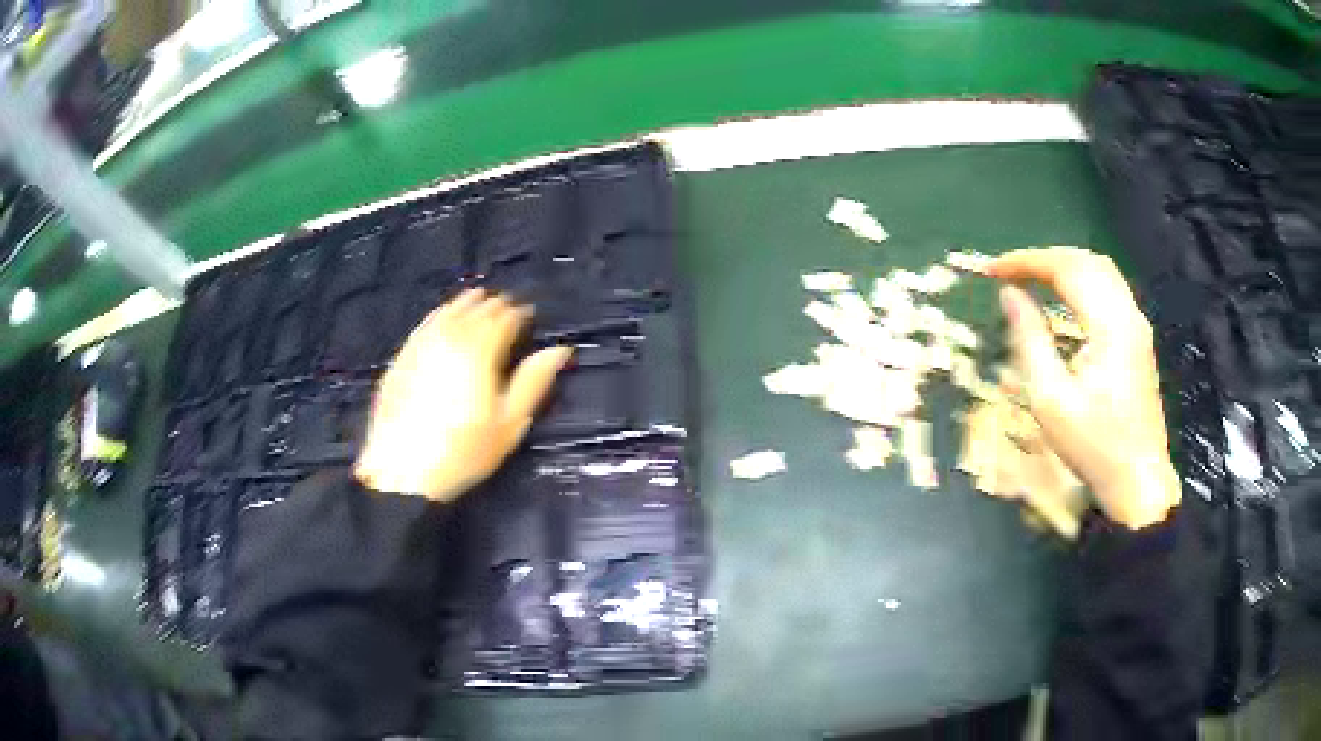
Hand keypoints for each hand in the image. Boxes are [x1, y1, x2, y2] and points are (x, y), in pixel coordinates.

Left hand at [354, 289, 572, 501]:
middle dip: (494, 305)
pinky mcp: (402, 358)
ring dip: (465, 303)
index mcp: (480, 351)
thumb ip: (533, 381)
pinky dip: (439, 314)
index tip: (529, 314)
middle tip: (507, 306)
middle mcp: (450, 338)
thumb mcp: (509, 422)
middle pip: (475, 311)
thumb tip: (560, 350)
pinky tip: (442, 317)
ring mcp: (421, 345)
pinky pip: (424, 325)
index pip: (503, 319)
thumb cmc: (464, 450)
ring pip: (447, 313)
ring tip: (477, 298)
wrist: (403, 470)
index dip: (519, 313)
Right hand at [987, 248, 1179, 529]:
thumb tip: (1010, 295)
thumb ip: (1030, 339)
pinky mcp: (1138, 340)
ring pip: (1101, 272)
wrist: (1138, 482)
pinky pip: (1109, 291)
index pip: (1067, 268)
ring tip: (1032, 279)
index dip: (1026, 262)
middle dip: (1045, 258)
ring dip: (1065, 267)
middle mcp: (1128, 315)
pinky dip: (1081, 283)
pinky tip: (1064, 300)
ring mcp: (1137, 327)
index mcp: (1110, 325)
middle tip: (1010, 272)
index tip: (992, 271)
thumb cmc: (1093, 446)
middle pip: (1087, 261)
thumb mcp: (1051, 399)